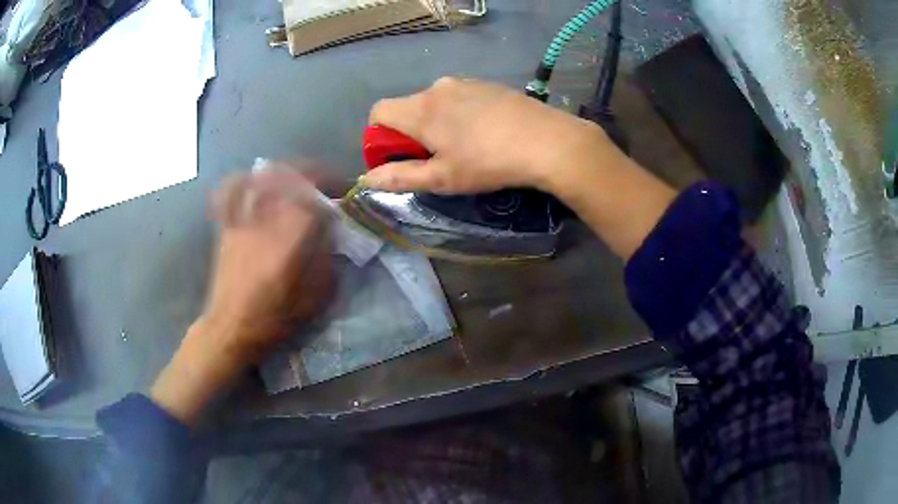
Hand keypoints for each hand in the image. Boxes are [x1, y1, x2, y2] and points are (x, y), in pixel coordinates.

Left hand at [151, 168, 331, 424]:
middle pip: (291, 178)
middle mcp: (267, 222)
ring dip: (284, 172)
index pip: (316, 201)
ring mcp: (243, 221)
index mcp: (291, 240)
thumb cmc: (275, 319)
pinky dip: (242, 180)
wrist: (231, 328)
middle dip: (314, 173)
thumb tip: (333, 234)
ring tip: (296, 177)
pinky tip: (253, 179)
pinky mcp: (227, 226)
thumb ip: (327, 261)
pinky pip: (231, 193)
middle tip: (326, 181)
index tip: (344, 197)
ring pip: (263, 179)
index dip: (334, 194)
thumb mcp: (315, 299)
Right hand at [361, 77, 611, 193]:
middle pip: (408, 108)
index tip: (398, 157)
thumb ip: (399, 177)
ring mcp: (466, 82)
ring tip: (466, 148)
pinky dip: (460, 114)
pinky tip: (486, 133)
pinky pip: (461, 98)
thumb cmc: (488, 163)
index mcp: (420, 109)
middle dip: (411, 133)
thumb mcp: (441, 178)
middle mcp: (438, 88)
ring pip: (436, 102)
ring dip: (438, 123)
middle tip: (437, 159)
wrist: (547, 141)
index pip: (378, 112)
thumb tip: (367, 179)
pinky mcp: (488, 84)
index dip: (379, 137)